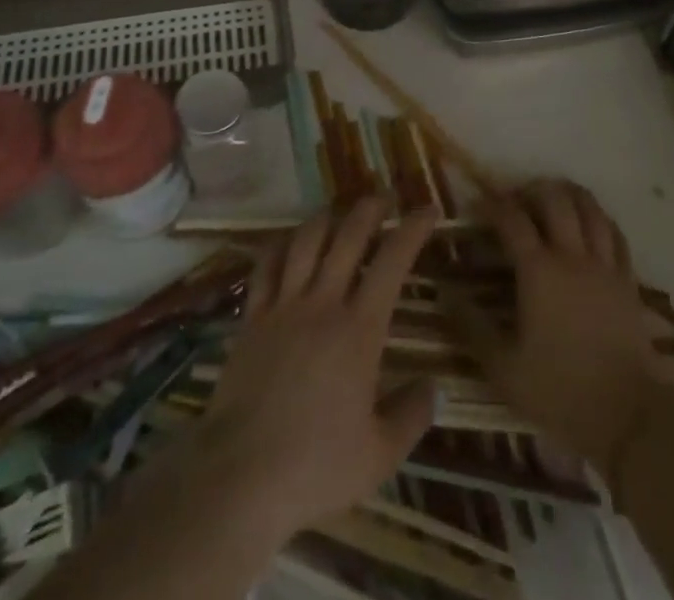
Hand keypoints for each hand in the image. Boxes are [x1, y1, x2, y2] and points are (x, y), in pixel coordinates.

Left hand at [183, 196, 439, 544]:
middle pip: (349, 236)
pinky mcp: (252, 318)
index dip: (413, 229)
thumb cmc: (315, 466)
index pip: (393, 261)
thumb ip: (411, 417)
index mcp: (360, 329)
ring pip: (306, 241)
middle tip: (383, 197)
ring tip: (339, 212)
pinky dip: (281, 245)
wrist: (239, 475)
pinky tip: (288, 241)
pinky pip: (267, 266)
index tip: (428, 210)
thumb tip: (434, 388)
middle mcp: (323, 303)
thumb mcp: (379, 455)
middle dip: (370, 208)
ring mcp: (284, 306)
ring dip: (327, 218)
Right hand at [451, 180, 662, 483]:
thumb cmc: (560, 392)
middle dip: (532, 189)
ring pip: (590, 208)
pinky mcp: (628, 280)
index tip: (477, 204)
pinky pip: (615, 234)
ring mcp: (604, 266)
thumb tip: (444, 291)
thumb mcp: (503, 368)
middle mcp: (572, 256)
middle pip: (554, 200)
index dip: (492, 205)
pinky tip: (591, 223)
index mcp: (538, 271)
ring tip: (553, 197)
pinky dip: (599, 219)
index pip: (512, 219)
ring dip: (569, 194)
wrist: (630, 418)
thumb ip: (471, 326)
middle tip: (517, 198)